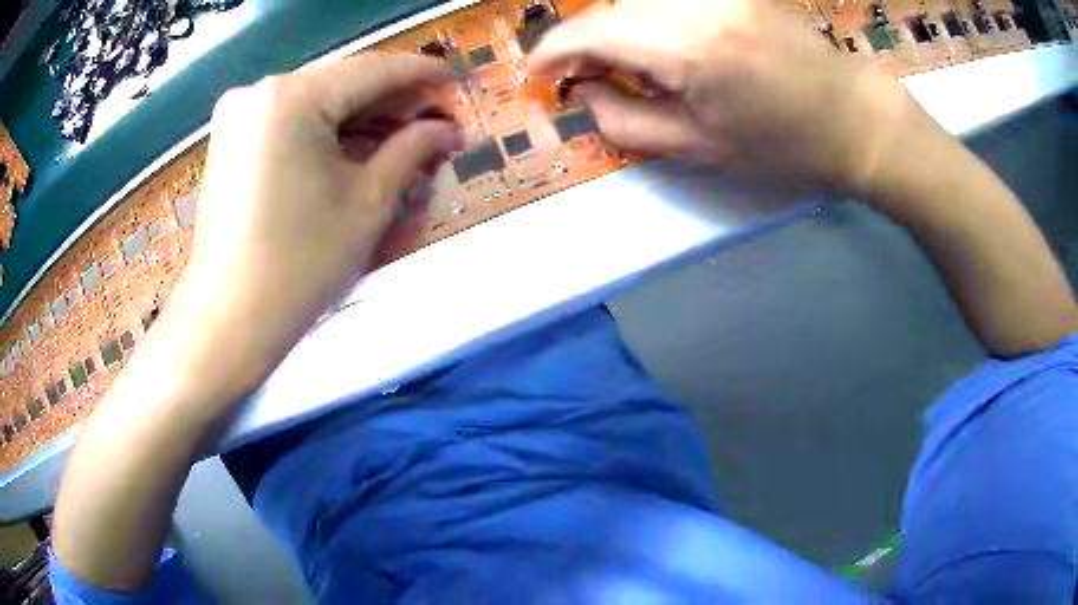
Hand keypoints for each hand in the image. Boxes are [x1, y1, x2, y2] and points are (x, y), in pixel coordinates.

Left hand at [174, 52, 462, 397]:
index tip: (455, 79)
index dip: (420, 74)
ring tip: (400, 143)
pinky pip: (289, 122)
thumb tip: (447, 129)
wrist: (228, 319)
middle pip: (341, 83)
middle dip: (390, 103)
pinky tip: (354, 151)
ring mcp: (239, 115)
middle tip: (432, 124)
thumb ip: (412, 150)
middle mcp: (259, 91)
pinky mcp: (230, 140)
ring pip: (316, 102)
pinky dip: (324, 132)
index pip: (372, 70)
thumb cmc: (300, 265)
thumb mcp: (368, 203)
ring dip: (359, 119)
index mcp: (292, 97)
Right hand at [528, 0, 930, 194]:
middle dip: (590, 41)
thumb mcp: (698, 149)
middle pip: (612, 8)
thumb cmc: (783, 147)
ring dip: (622, 27)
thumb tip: (583, 90)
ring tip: (638, 64)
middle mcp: (698, 4)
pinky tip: (670, 44)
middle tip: (593, 76)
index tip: (538, 72)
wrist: (854, 119)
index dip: (553, 50)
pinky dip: (653, 16)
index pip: (591, 31)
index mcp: (688, 49)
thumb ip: (623, 121)